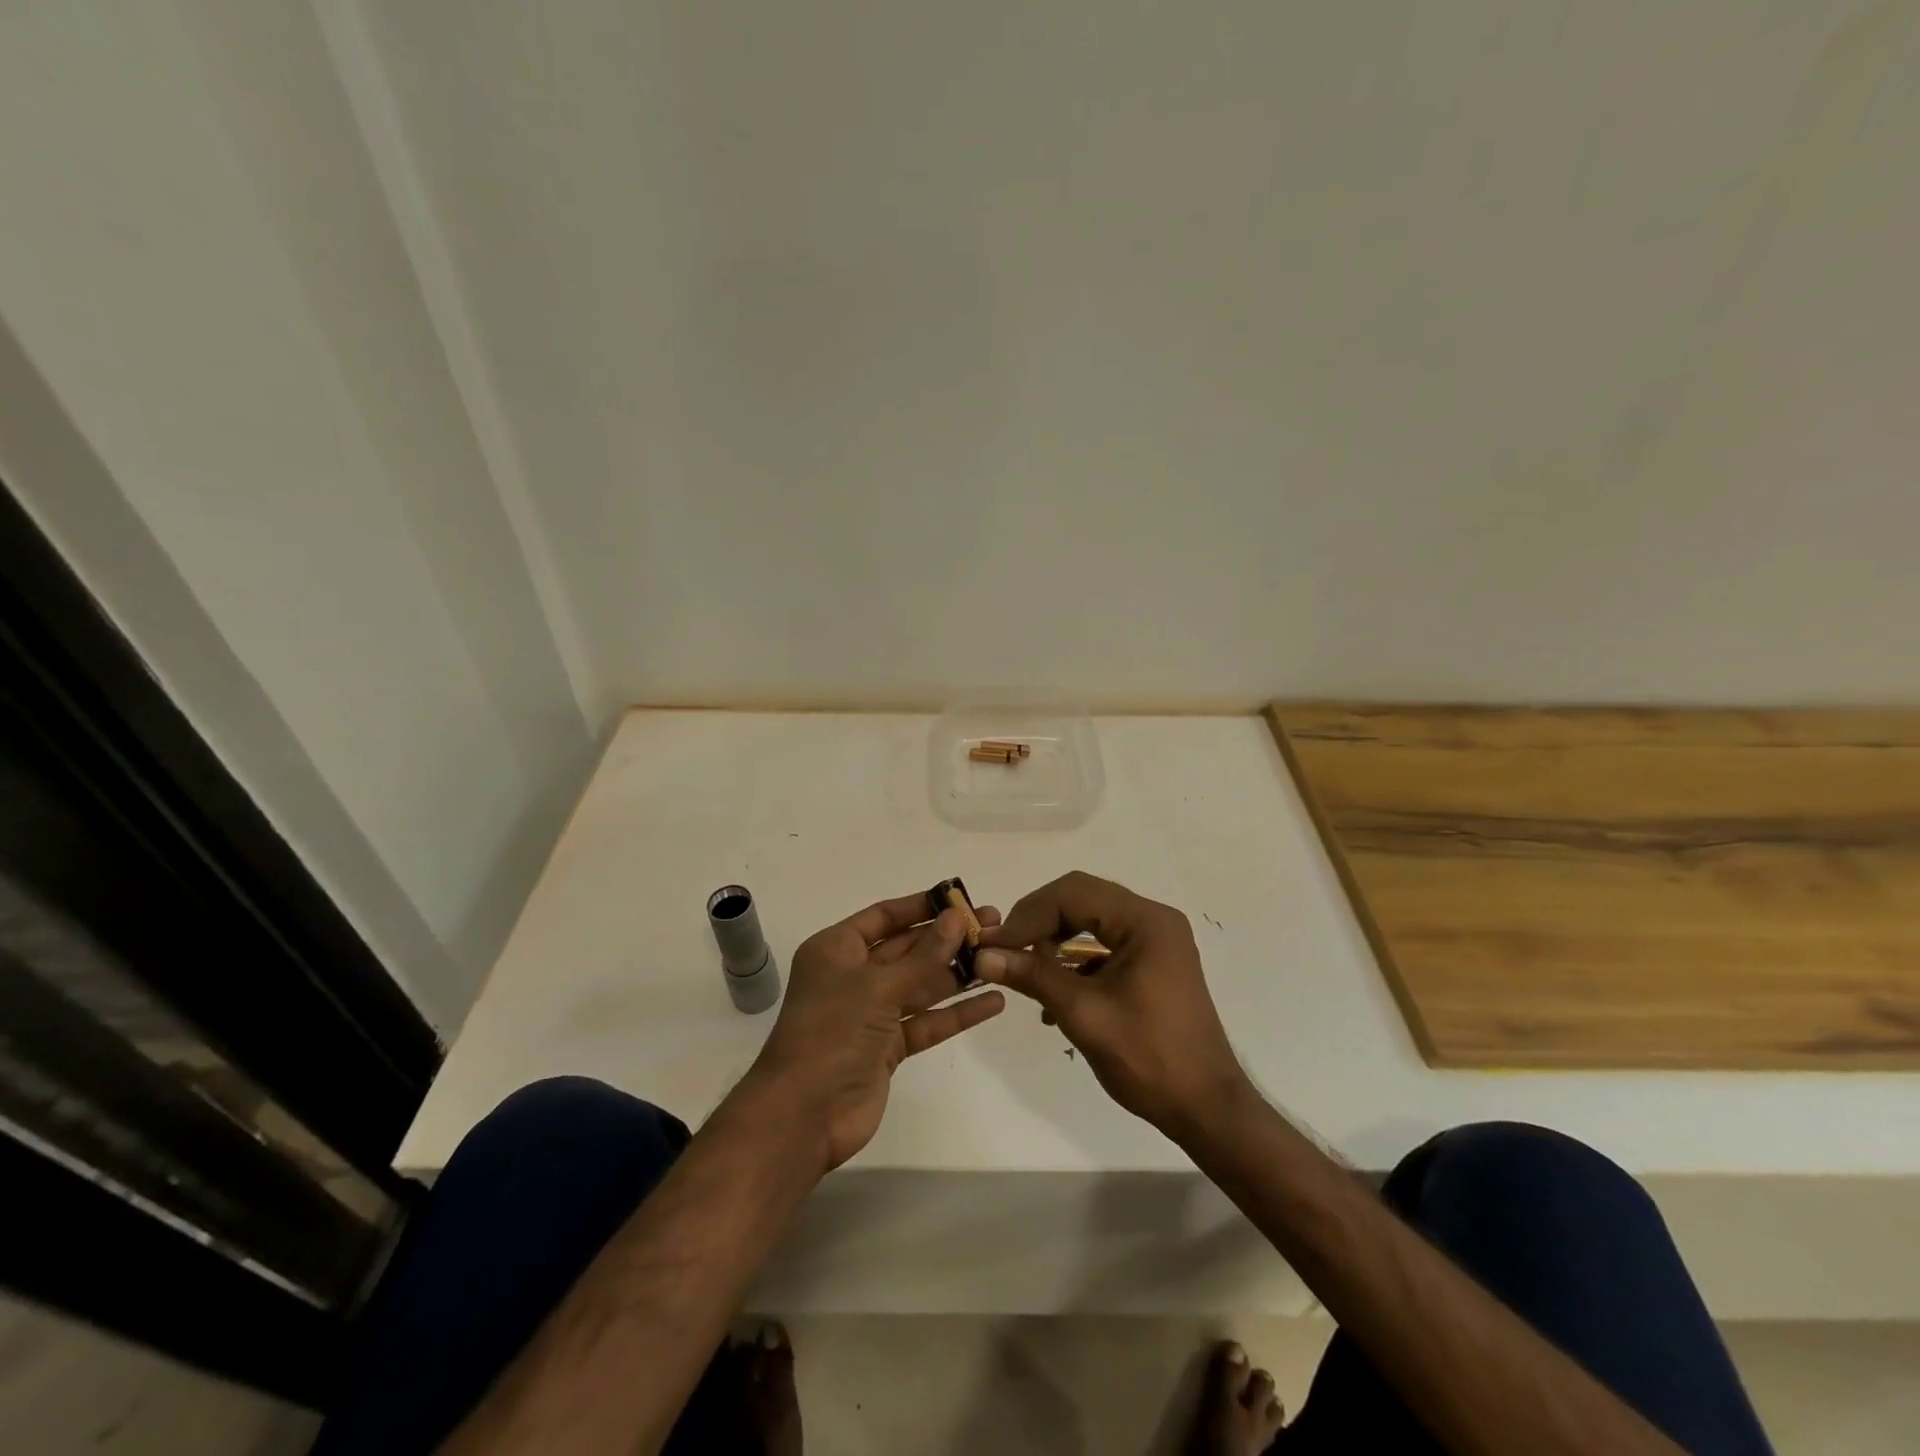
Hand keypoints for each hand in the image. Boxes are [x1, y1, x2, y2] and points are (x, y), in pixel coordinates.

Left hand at [745, 892, 1005, 1171]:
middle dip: (948, 938)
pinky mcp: (888, 1047)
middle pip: (907, 948)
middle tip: (993, 924)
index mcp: (837, 949)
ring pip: (920, 984)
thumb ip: (924, 955)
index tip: (961, 898)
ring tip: (1000, 957)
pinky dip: (957, 1013)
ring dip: (957, 973)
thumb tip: (958, 917)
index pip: (885, 916)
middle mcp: (853, 976)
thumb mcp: (878, 986)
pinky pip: (927, 1021)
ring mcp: (871, 1013)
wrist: (804, 1115)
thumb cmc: (832, 1033)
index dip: (922, 906)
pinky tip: (993, 1001)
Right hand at [974, 872, 1250, 1138]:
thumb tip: (983, 956)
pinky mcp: (1153, 963)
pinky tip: (1054, 995)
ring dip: (1053, 941)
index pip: (1073, 893)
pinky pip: (1104, 944)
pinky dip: (1074, 961)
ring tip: (1025, 971)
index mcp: (1145, 921)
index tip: (994, 945)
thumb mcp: (1083, 1014)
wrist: (1206, 1108)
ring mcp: (1156, 941)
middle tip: (1006, 951)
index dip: (1028, 915)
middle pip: (1081, 900)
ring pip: (1090, 921)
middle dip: (1038, 923)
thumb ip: (1033, 976)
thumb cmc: (1149, 1058)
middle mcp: (1153, 919)